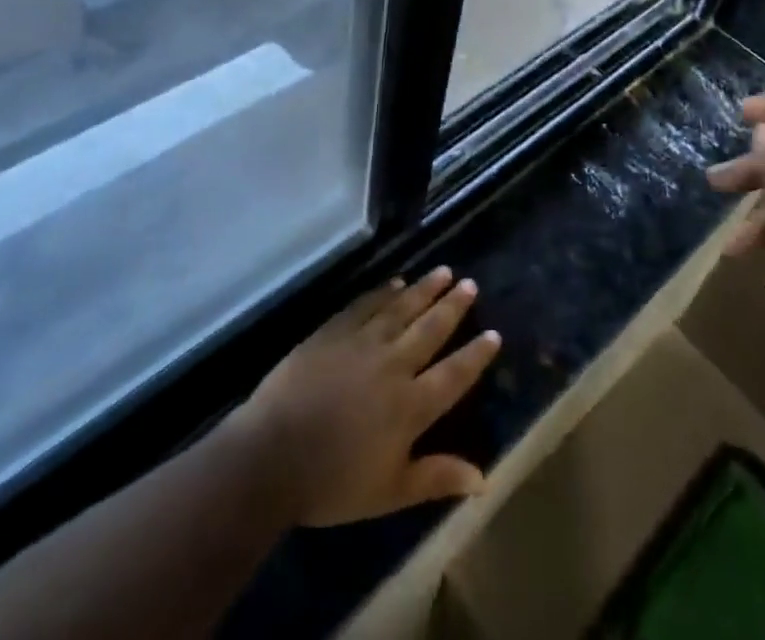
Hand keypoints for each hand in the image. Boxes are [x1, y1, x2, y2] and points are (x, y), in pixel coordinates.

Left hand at [232, 267, 502, 526]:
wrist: (271, 455)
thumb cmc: (332, 483)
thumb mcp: (390, 492)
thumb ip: (436, 478)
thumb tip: (483, 478)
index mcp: (410, 406)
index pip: (453, 374)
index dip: (475, 355)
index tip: (493, 334)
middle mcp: (393, 365)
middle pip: (430, 329)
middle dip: (453, 306)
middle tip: (470, 284)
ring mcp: (362, 343)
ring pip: (401, 308)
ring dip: (424, 289)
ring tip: (443, 272)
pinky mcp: (334, 331)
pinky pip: (366, 304)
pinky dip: (383, 292)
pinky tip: (396, 282)